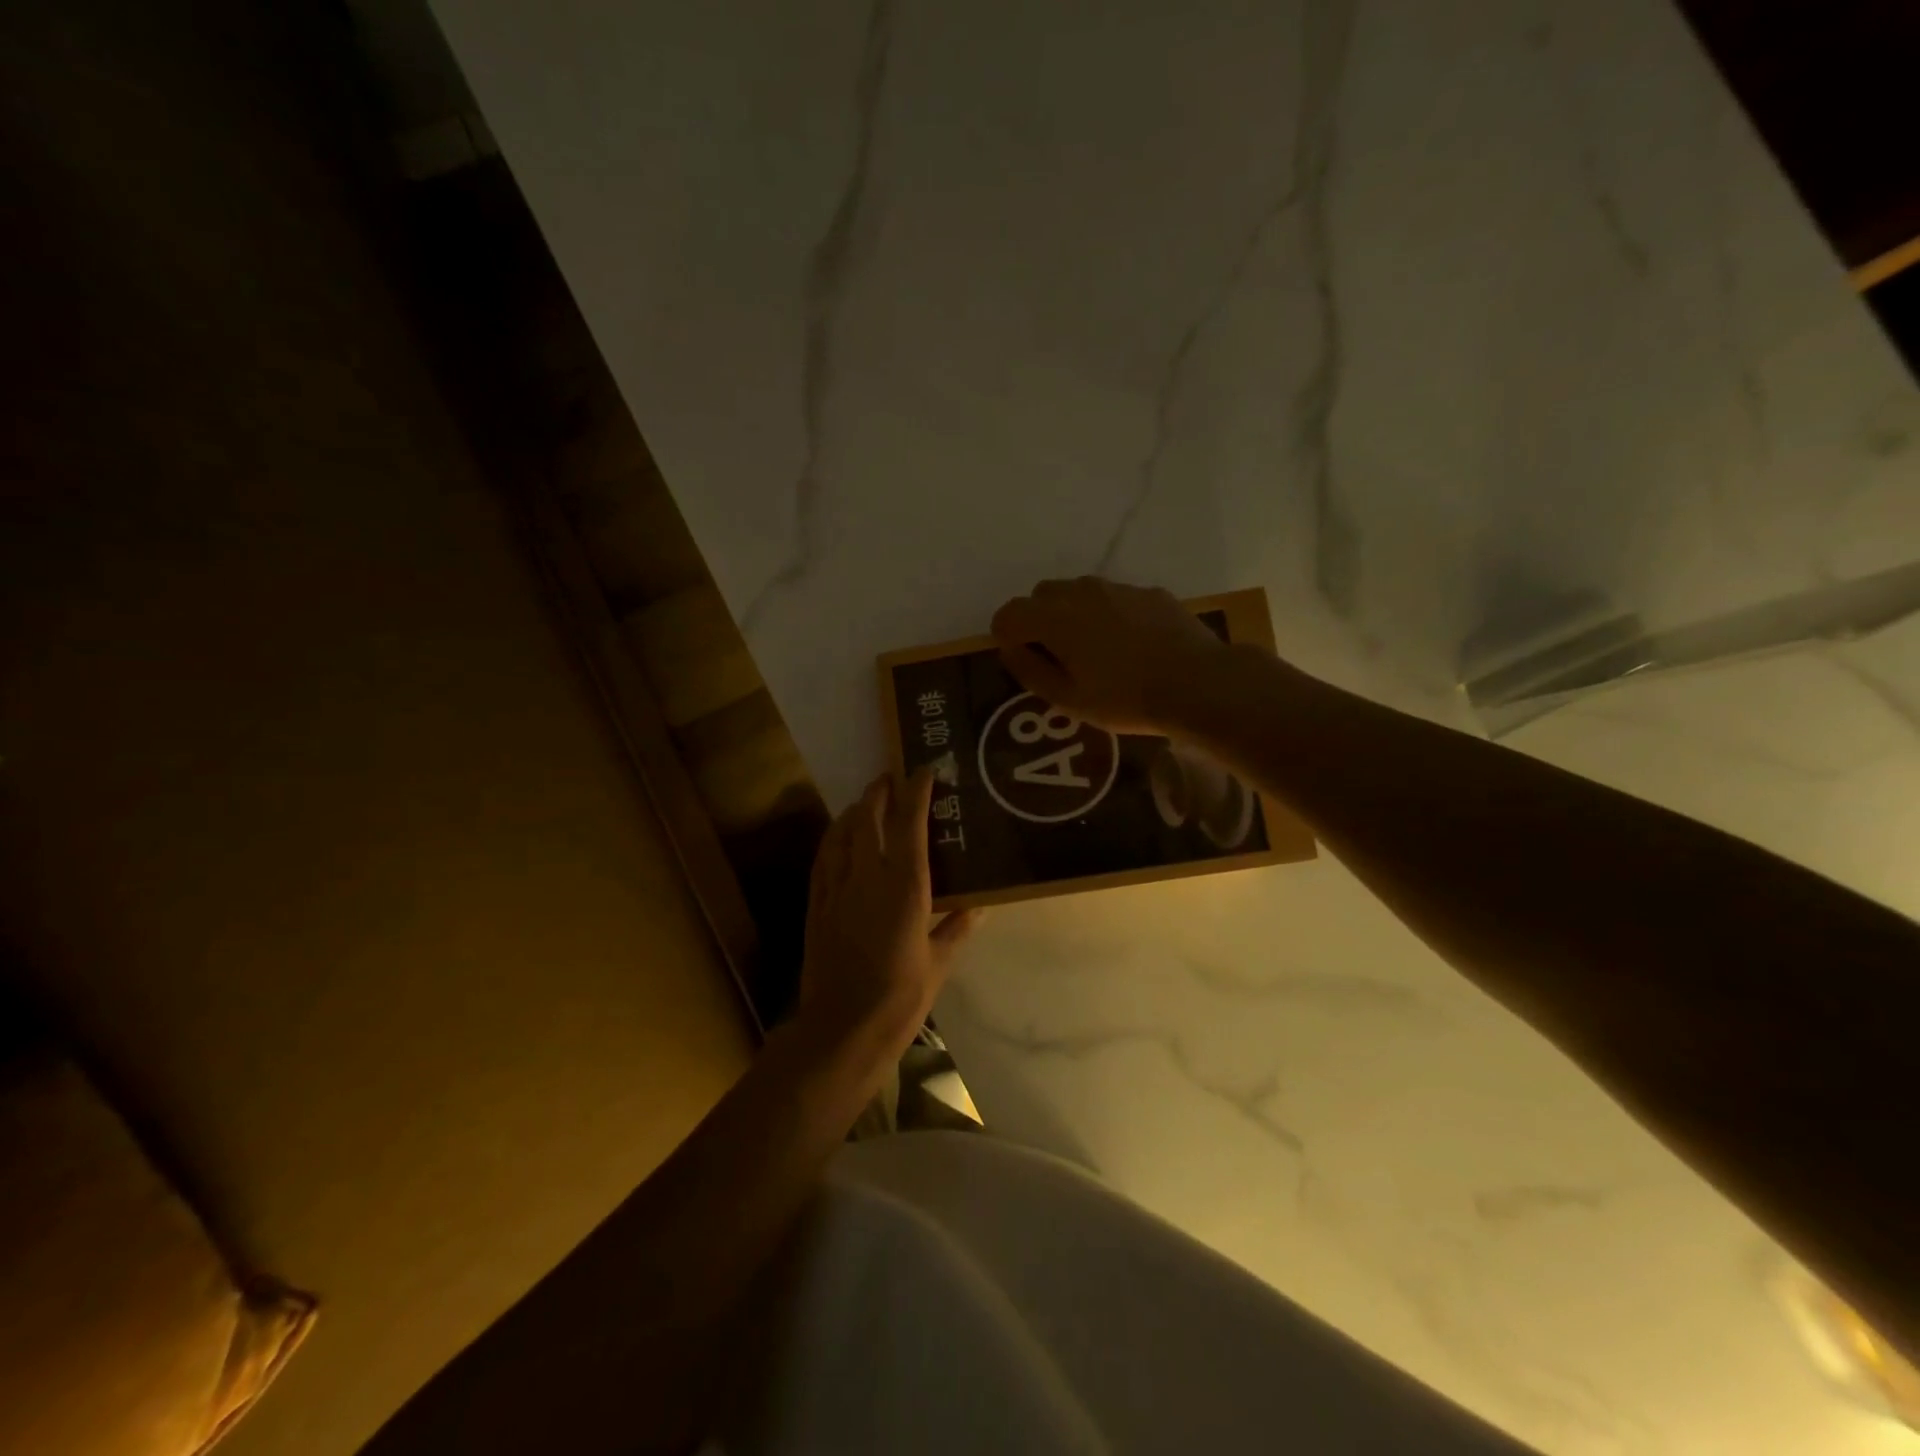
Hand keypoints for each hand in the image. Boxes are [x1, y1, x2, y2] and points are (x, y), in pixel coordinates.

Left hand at [798, 769, 979, 1062]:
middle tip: (892, 778)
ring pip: (842, 832)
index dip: (916, 791)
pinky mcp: (817, 904)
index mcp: (905, 887)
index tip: (924, 770)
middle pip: (869, 817)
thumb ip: (958, 927)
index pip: (910, 823)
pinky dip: (834, 837)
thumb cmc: (900, 998)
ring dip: (855, 809)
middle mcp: (868, 876)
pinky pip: (824, 858)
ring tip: (868, 800)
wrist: (842, 1029)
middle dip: (880, 791)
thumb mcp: (939, 963)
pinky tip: (840, 836)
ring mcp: (837, 888)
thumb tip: (981, 903)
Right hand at [990, 577, 1234, 735]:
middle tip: (1055, 655)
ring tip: (1093, 650)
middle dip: (1038, 620)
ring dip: (1073, 613)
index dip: (1006, 636)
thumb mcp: (1068, 700)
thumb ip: (1030, 671)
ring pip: (1079, 591)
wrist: (1197, 684)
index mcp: (1054, 618)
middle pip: (1042, 595)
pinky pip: (1114, 597)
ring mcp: (1118, 588)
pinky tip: (1129, 645)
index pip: (1009, 613)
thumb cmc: (1125, 699)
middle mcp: (1081, 592)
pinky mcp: (1149, 592)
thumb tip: (1010, 650)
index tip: (1020, 659)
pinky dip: (1108, 614)